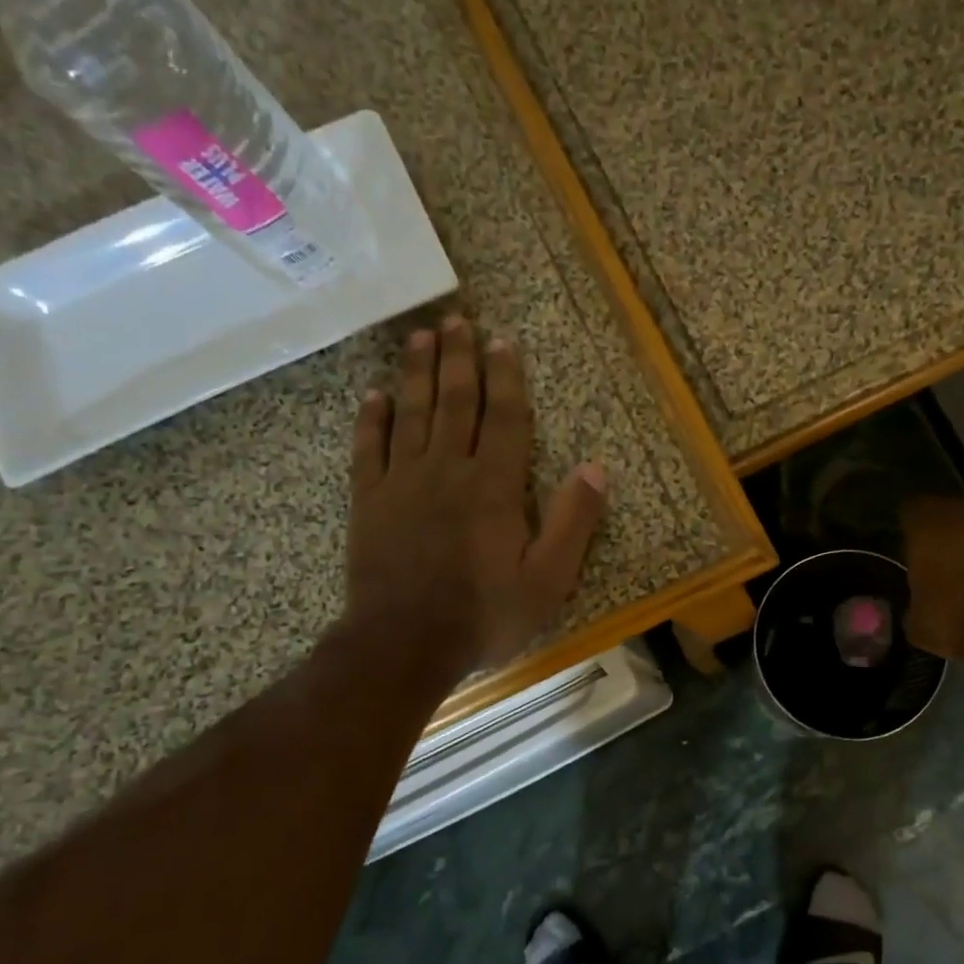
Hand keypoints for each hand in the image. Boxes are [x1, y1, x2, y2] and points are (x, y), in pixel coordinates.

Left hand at [342, 316, 607, 684]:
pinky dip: (371, 419)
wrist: (404, 643)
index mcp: (493, 486)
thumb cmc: (483, 614)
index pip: (502, 418)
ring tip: (419, 336)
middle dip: (457, 359)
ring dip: (416, 373)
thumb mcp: (547, 579)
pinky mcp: (369, 501)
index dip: (504, 378)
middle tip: (455, 320)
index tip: (500, 342)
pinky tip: (374, 395)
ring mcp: (402, 482)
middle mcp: (447, 470)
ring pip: (411, 414)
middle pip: (454, 402)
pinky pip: (368, 449)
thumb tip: (595, 468)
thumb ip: (572, 522)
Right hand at [902, 497, 963, 663]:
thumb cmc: (952, 621)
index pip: (910, 508)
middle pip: (945, 510)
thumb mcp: (915, 620)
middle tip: (932, 552)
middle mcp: (961, 517)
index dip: (908, 524)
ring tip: (963, 563)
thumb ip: (913, 599)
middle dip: (939, 528)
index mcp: (926, 528)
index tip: (904, 539)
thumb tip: (916, 603)